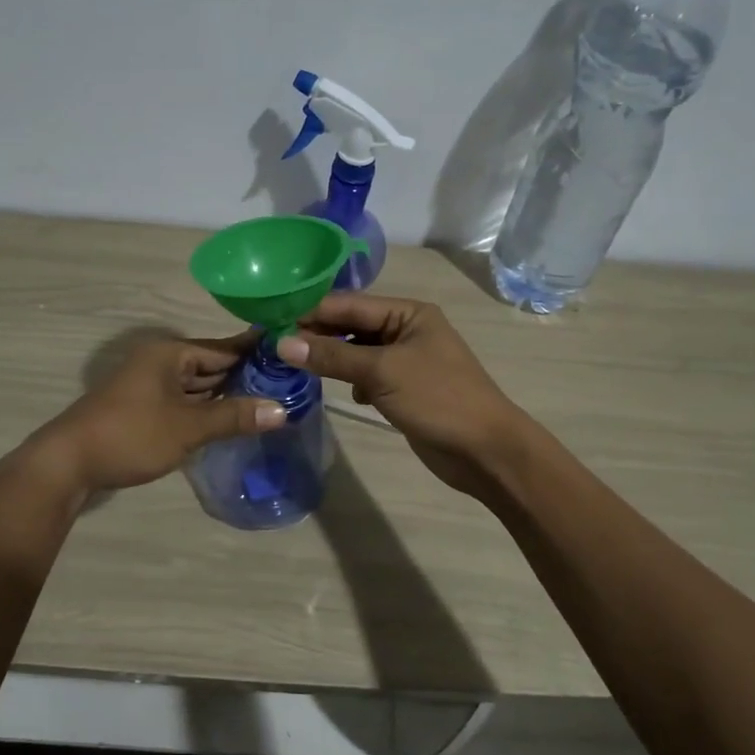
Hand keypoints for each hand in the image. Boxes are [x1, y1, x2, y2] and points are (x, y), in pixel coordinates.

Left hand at [26, 332, 285, 494]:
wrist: (68, 463)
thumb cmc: (131, 435)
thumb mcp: (188, 426)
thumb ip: (234, 416)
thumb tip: (282, 409)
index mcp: (170, 353)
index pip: (224, 347)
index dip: (257, 353)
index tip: (291, 356)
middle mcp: (160, 362)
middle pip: (211, 365)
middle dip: (245, 377)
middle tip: (288, 386)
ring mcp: (149, 385)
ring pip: (197, 385)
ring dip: (226, 395)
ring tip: (268, 403)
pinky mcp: (143, 408)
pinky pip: (184, 402)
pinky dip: (205, 409)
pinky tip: (230, 420)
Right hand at [277, 293, 525, 497]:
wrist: (485, 451)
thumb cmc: (438, 399)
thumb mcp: (382, 372)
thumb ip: (332, 356)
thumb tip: (282, 343)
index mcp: (408, 313)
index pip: (349, 303)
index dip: (310, 310)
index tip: (270, 320)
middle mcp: (405, 329)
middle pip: (350, 325)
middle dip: (315, 334)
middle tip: (272, 344)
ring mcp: (404, 360)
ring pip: (355, 351)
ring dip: (328, 357)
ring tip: (290, 364)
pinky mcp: (401, 388)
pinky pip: (365, 374)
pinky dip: (347, 378)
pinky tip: (333, 388)